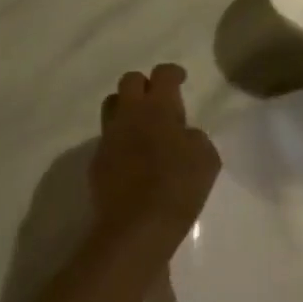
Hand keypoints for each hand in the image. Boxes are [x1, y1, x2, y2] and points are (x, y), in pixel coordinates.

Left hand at [95, 64, 219, 252]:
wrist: (136, 229)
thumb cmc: (178, 187)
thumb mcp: (206, 158)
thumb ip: (195, 137)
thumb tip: (183, 135)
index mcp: (158, 107)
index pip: (162, 74)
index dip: (173, 73)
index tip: (181, 80)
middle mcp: (129, 115)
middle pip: (129, 81)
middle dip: (145, 85)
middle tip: (160, 101)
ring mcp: (108, 138)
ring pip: (112, 106)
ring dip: (127, 108)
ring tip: (143, 126)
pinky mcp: (96, 163)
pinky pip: (108, 139)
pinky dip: (120, 141)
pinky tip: (134, 159)